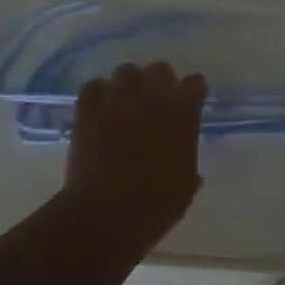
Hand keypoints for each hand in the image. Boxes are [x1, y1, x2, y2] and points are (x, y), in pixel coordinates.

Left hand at [64, 61, 208, 248]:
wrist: (105, 215)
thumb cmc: (155, 205)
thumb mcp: (185, 187)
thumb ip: (187, 162)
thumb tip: (182, 159)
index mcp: (184, 113)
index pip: (196, 83)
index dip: (192, 94)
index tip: (189, 106)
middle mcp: (154, 97)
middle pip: (160, 69)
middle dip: (159, 83)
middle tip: (155, 105)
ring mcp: (119, 100)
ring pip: (126, 71)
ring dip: (129, 85)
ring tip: (125, 104)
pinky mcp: (89, 109)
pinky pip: (94, 86)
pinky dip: (98, 94)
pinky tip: (100, 110)